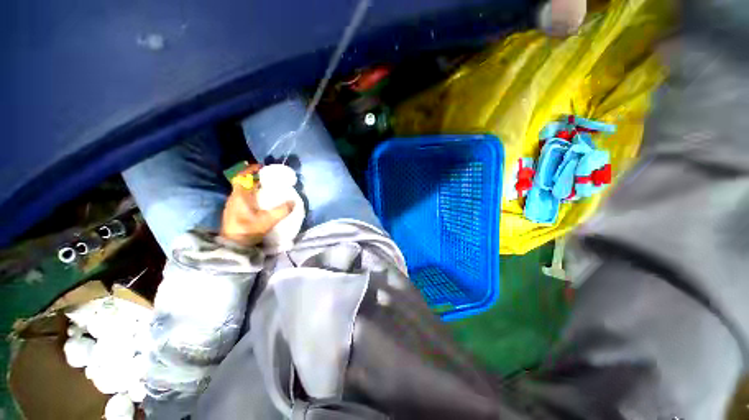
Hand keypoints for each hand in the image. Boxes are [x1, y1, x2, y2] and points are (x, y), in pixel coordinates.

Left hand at [220, 164, 293, 246]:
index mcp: (240, 196)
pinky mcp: (234, 211)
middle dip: (255, 177)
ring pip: (243, 190)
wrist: (232, 246)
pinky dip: (252, 194)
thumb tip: (294, 202)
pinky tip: (261, 200)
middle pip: (243, 182)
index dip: (250, 170)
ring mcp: (233, 205)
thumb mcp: (268, 221)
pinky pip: (243, 197)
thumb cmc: (248, 230)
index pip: (241, 177)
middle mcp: (234, 197)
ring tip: (267, 187)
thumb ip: (282, 211)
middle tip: (269, 177)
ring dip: (253, 186)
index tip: (261, 167)